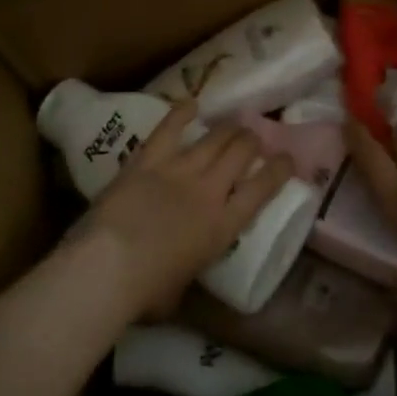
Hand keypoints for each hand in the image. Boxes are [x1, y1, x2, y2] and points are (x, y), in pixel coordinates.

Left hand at [79, 103, 295, 318]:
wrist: (109, 267)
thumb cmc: (146, 292)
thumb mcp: (182, 290)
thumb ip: (189, 271)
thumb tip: (182, 273)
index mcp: (223, 227)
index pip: (263, 189)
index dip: (280, 169)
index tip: (287, 158)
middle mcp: (209, 191)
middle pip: (241, 153)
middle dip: (251, 141)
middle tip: (253, 138)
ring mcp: (179, 170)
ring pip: (213, 138)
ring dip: (228, 128)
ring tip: (235, 122)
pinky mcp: (148, 161)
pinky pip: (168, 130)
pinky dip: (181, 114)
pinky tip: (191, 103)